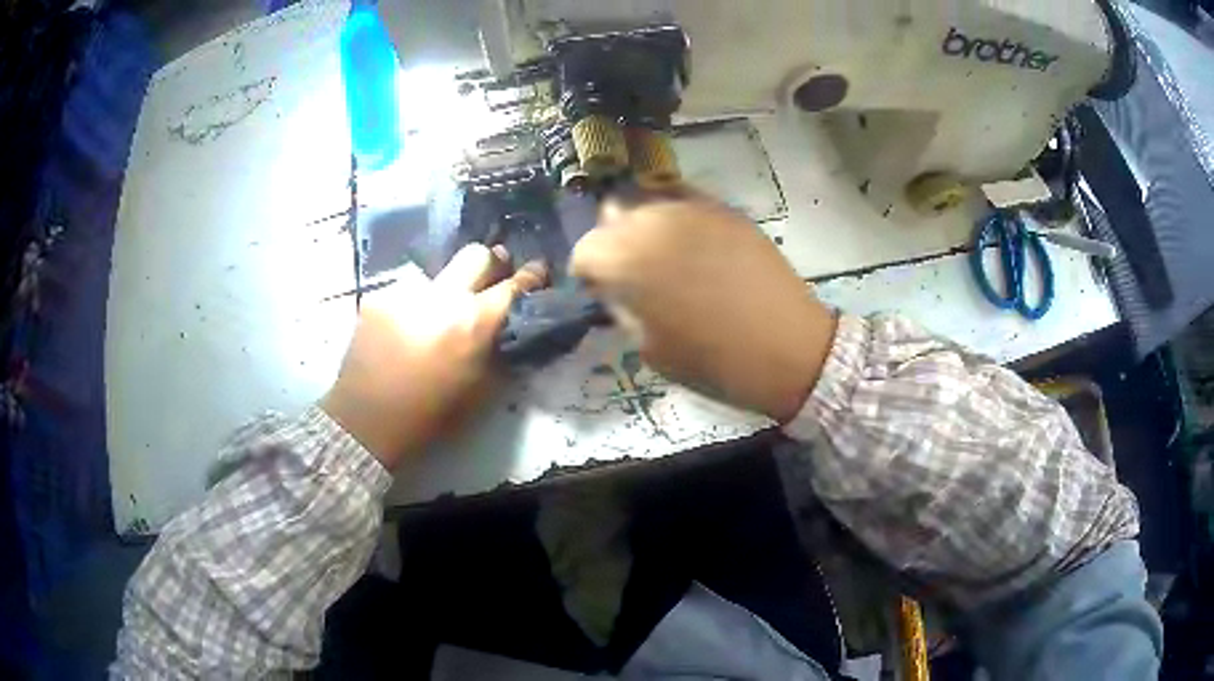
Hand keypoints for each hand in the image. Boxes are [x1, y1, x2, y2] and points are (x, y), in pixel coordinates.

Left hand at [320, 244, 546, 469]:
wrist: (366, 422)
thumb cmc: (430, 416)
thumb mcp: (481, 392)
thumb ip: (501, 353)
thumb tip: (515, 329)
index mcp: (474, 322)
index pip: (514, 285)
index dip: (532, 275)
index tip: (537, 270)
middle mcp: (442, 295)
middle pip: (477, 254)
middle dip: (491, 263)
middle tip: (490, 282)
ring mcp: (406, 292)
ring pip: (438, 277)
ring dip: (446, 293)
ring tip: (435, 320)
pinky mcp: (378, 298)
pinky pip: (407, 293)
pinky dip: (414, 307)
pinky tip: (404, 332)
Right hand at [571, 192, 836, 422]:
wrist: (787, 348)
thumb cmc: (713, 360)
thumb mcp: (650, 348)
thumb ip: (623, 308)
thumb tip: (614, 289)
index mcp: (626, 258)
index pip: (585, 250)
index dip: (588, 273)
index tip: (601, 291)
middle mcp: (653, 221)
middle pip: (612, 213)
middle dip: (612, 240)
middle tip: (630, 270)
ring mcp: (692, 208)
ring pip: (648, 200)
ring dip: (644, 225)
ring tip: (664, 255)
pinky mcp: (725, 209)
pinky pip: (686, 201)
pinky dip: (678, 217)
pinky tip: (694, 244)